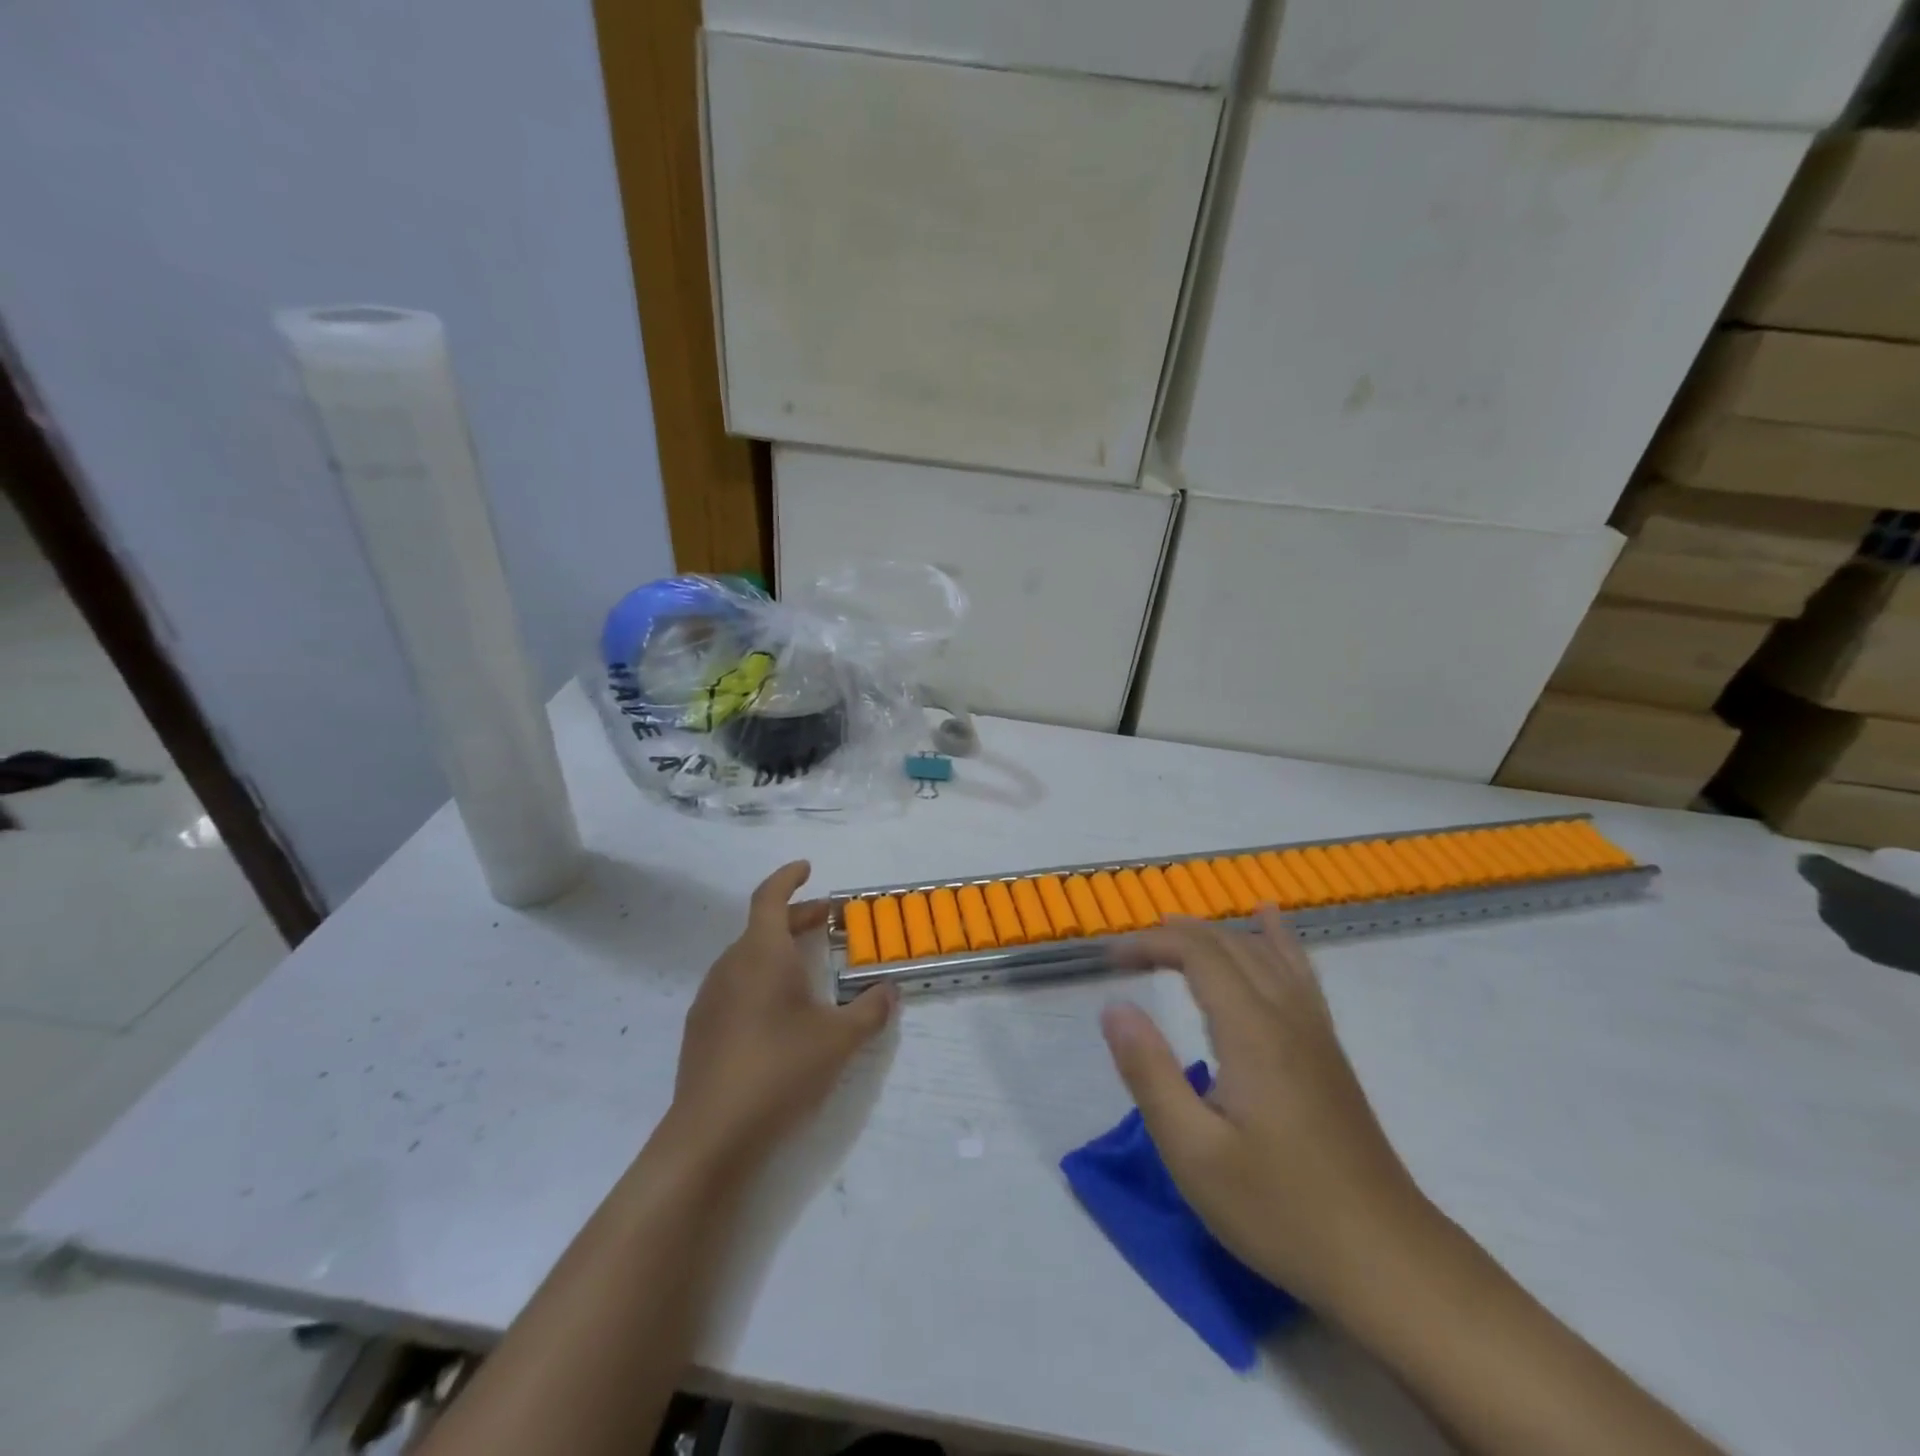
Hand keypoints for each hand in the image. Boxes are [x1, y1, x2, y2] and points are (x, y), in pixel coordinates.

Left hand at [666, 861, 897, 1172]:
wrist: (711, 1134)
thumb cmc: (780, 1069)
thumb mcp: (839, 1040)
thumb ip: (870, 1010)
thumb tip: (890, 990)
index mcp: (761, 953)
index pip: (769, 897)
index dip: (788, 877)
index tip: (807, 868)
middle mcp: (730, 966)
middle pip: (762, 926)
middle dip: (796, 917)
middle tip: (828, 922)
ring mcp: (710, 998)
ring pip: (747, 956)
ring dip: (778, 949)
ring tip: (809, 968)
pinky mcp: (701, 1029)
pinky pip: (735, 985)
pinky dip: (761, 978)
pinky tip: (780, 1012)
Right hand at [1103, 910, 1430, 1308]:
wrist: (1387, 1262)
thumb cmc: (1280, 1210)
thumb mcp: (1194, 1153)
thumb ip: (1150, 1073)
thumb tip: (1115, 1006)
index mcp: (1252, 1032)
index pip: (1197, 954)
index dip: (1150, 943)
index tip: (1108, 958)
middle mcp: (1286, 1016)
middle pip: (1229, 946)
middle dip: (1175, 936)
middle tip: (1128, 951)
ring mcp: (1315, 1032)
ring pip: (1265, 954)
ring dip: (1216, 933)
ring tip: (1177, 926)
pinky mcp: (1328, 1053)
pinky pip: (1299, 973)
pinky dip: (1277, 939)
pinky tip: (1270, 924)